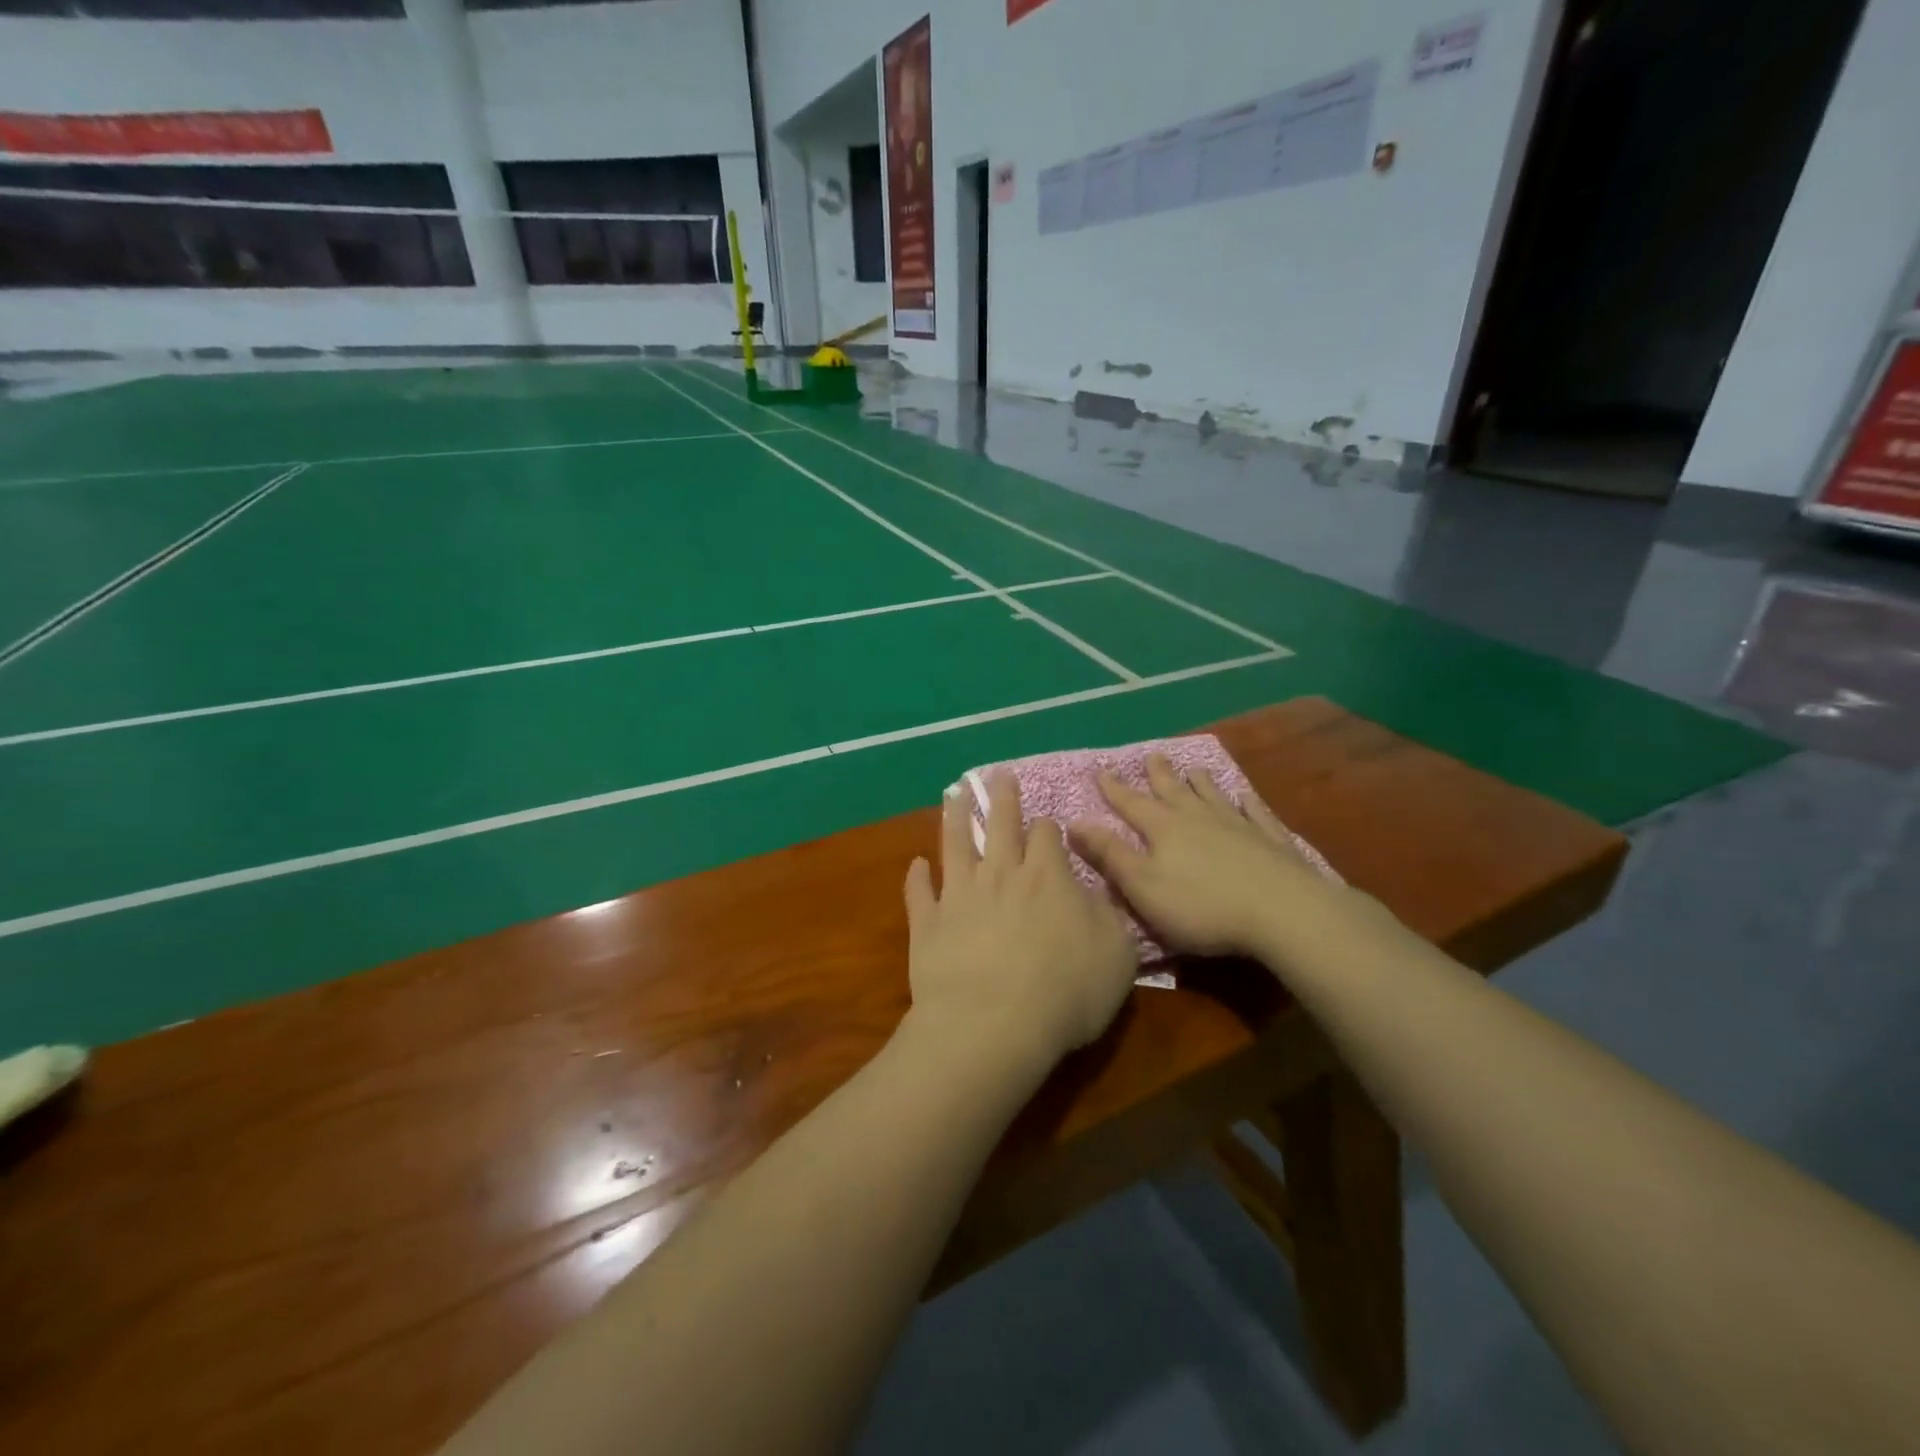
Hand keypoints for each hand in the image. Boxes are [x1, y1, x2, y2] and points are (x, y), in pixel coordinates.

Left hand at [904, 772, 1136, 1066]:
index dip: (1049, 827)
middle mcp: (1001, 874)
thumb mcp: (1117, 954)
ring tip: (953, 795)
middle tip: (998, 774)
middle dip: (1002, 797)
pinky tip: (916, 864)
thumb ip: (1108, 916)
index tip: (1048, 825)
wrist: (993, 1024)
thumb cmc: (1066, 992)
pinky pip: (919, 893)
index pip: (1048, 835)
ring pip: (955, 844)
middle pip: (1000, 824)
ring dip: (954, 817)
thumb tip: (1096, 892)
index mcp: (1048, 876)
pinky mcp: (928, 923)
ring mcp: (959, 895)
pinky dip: (916, 877)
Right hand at [1070, 755, 1348, 959]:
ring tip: (1194, 768)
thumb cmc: (1202, 906)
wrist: (1282, 912)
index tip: (1101, 770)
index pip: (1131, 804)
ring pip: (1213, 796)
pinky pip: (1255, 814)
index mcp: (1164, 829)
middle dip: (1159, 775)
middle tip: (1152, 755)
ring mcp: (1238, 826)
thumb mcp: (1143, 886)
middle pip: (1174, 791)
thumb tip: (1075, 822)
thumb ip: (1111, 854)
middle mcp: (1198, 818)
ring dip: (1201, 783)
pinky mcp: (1271, 841)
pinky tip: (1247, 797)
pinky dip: (1248, 804)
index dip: (1114, 789)